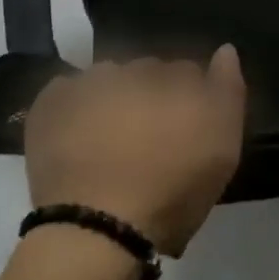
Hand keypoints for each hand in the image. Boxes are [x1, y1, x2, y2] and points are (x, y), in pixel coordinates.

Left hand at [21, 47, 246, 257]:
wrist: (97, 229)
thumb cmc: (172, 193)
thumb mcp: (223, 150)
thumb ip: (228, 92)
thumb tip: (225, 50)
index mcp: (180, 79)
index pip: (190, 72)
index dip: (191, 101)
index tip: (186, 132)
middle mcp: (136, 70)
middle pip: (150, 72)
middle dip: (153, 94)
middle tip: (150, 138)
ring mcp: (90, 83)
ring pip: (110, 77)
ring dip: (115, 96)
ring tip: (111, 138)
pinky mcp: (50, 103)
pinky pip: (69, 90)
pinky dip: (76, 105)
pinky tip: (78, 135)